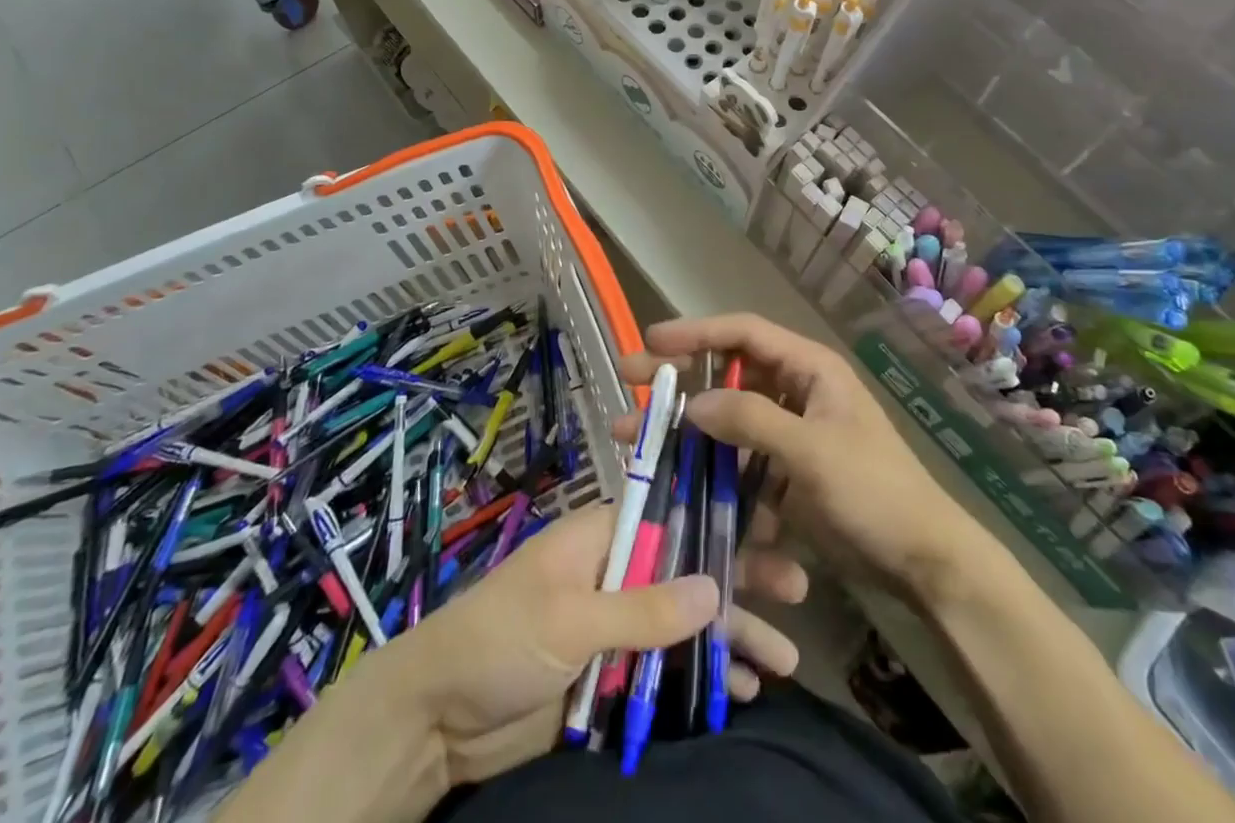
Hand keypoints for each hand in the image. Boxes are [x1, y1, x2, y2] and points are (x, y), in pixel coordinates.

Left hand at [396, 503, 803, 785]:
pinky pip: (666, 669)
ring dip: (731, 637)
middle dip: (740, 580)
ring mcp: (617, 624)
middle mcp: (617, 570)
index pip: (672, 513)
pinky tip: (740, 690)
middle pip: (688, 569)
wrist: (437, 720)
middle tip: (797, 590)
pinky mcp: (611, 673)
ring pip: (685, 622)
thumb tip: (715, 589)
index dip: (720, 518)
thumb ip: (642, 607)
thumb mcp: (570, 618)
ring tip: (784, 657)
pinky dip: (702, 676)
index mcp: (604, 534)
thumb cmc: (498, 639)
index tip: (770, 527)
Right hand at [621, 315, 989, 601]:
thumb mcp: (811, 451)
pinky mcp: (783, 471)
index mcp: (809, 367)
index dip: (696, 332)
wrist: (921, 560)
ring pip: (725, 417)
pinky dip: (708, 464)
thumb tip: (693, 403)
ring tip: (634, 439)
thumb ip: (751, 421)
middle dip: (678, 376)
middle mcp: (794, 389)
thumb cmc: (873, 491)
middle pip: (727, 371)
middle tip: (628, 378)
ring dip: (684, 427)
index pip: (743, 333)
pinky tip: (674, 478)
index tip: (651, 341)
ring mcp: (788, 431)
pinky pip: (736, 457)